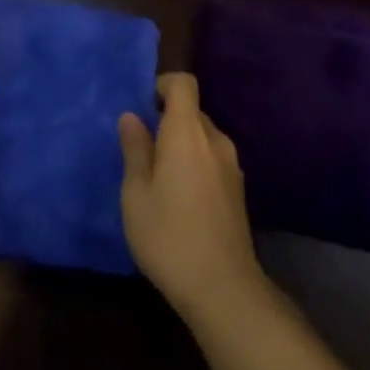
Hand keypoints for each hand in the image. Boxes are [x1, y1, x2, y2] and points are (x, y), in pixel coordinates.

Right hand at [118, 73, 267, 325]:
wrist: (222, 285)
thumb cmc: (168, 235)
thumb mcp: (136, 194)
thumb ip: (135, 149)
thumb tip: (131, 116)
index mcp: (188, 132)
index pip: (183, 84)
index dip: (163, 85)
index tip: (143, 106)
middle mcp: (215, 139)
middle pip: (192, 111)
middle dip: (167, 120)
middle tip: (141, 149)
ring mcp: (231, 164)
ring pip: (203, 136)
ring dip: (181, 144)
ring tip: (157, 177)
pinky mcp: (238, 187)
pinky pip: (212, 158)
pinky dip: (195, 163)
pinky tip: (180, 197)